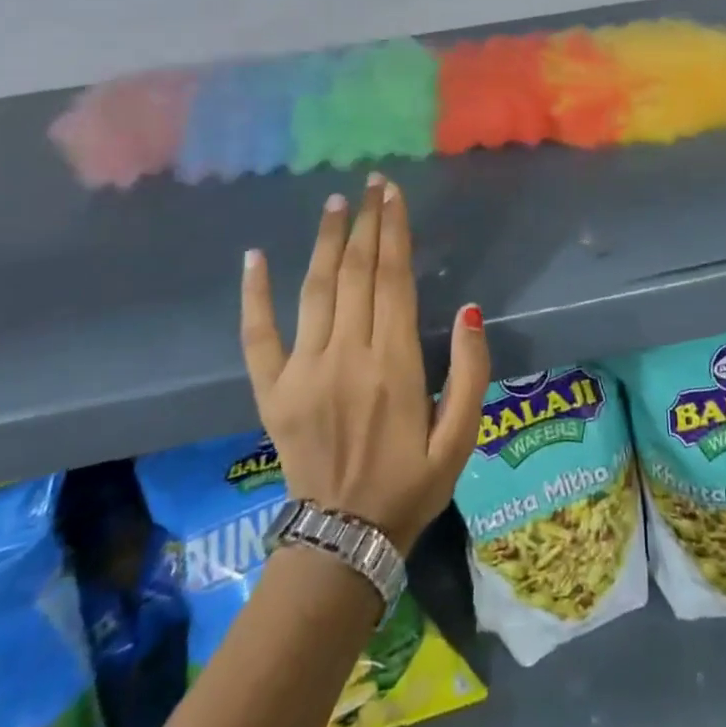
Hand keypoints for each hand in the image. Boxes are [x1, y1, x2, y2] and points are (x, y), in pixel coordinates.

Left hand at [240, 174, 490, 551]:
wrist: (343, 542)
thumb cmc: (410, 485)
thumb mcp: (461, 438)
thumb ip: (471, 373)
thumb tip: (469, 311)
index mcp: (395, 364)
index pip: (393, 279)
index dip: (394, 231)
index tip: (393, 194)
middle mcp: (348, 356)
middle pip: (357, 272)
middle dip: (366, 222)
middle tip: (372, 183)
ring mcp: (304, 371)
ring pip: (316, 289)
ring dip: (326, 241)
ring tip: (335, 203)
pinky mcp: (272, 391)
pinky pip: (258, 335)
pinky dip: (255, 295)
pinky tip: (254, 257)